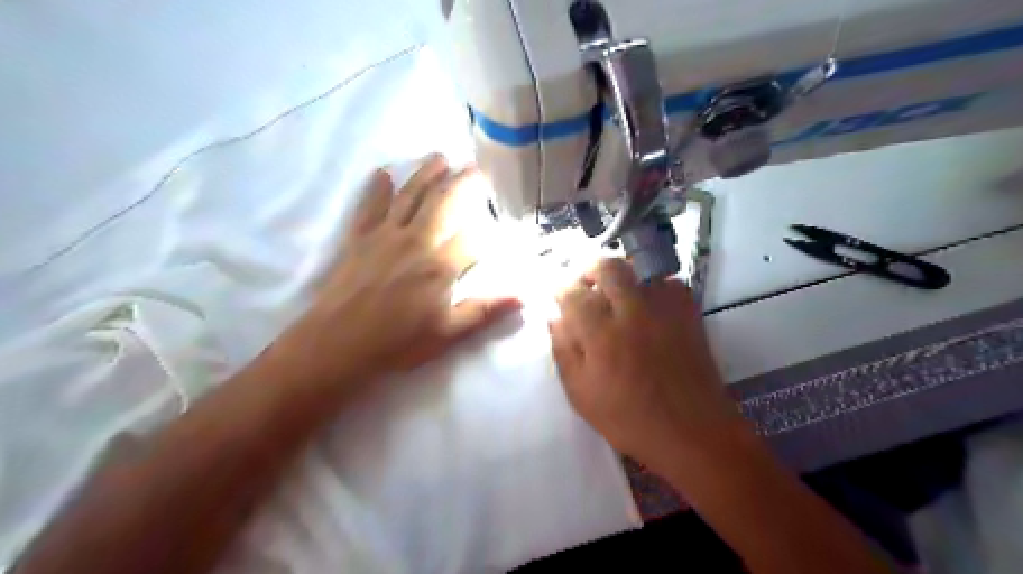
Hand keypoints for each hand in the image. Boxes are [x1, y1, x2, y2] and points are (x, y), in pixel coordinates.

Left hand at [266, 155, 519, 397]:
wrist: (337, 344)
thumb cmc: (397, 342)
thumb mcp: (447, 333)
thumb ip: (484, 311)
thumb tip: (522, 296)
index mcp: (440, 266)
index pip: (472, 237)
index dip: (488, 228)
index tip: (500, 219)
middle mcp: (416, 241)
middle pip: (443, 203)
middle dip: (462, 183)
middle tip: (475, 167)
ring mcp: (385, 235)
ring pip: (410, 196)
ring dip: (426, 174)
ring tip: (439, 157)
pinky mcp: (359, 238)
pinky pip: (370, 206)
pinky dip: (376, 188)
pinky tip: (382, 173)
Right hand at [551, 260, 743, 474]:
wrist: (694, 433)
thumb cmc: (630, 420)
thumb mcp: (582, 395)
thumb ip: (564, 351)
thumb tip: (556, 317)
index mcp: (601, 335)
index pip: (572, 292)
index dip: (560, 288)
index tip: (558, 294)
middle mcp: (632, 312)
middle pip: (607, 266)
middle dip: (590, 270)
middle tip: (586, 287)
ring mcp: (664, 309)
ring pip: (639, 268)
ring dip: (621, 276)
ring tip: (616, 295)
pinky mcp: (689, 313)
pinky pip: (668, 282)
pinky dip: (652, 286)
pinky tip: (648, 306)